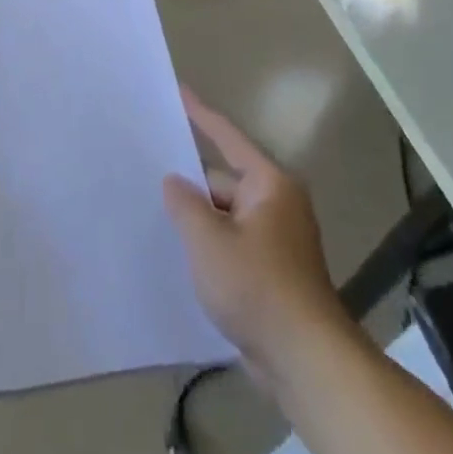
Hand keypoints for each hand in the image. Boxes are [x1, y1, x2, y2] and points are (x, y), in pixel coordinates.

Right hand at [163, 87, 339, 384]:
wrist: (305, 362)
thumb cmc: (256, 287)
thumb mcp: (208, 240)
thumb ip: (185, 204)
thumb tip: (174, 182)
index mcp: (269, 185)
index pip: (227, 138)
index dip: (200, 114)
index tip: (179, 91)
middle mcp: (277, 204)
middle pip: (223, 180)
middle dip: (190, 182)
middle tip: (147, 172)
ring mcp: (277, 240)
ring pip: (225, 215)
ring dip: (198, 218)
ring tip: (154, 212)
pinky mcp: (272, 272)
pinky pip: (232, 243)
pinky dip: (210, 244)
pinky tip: (180, 253)